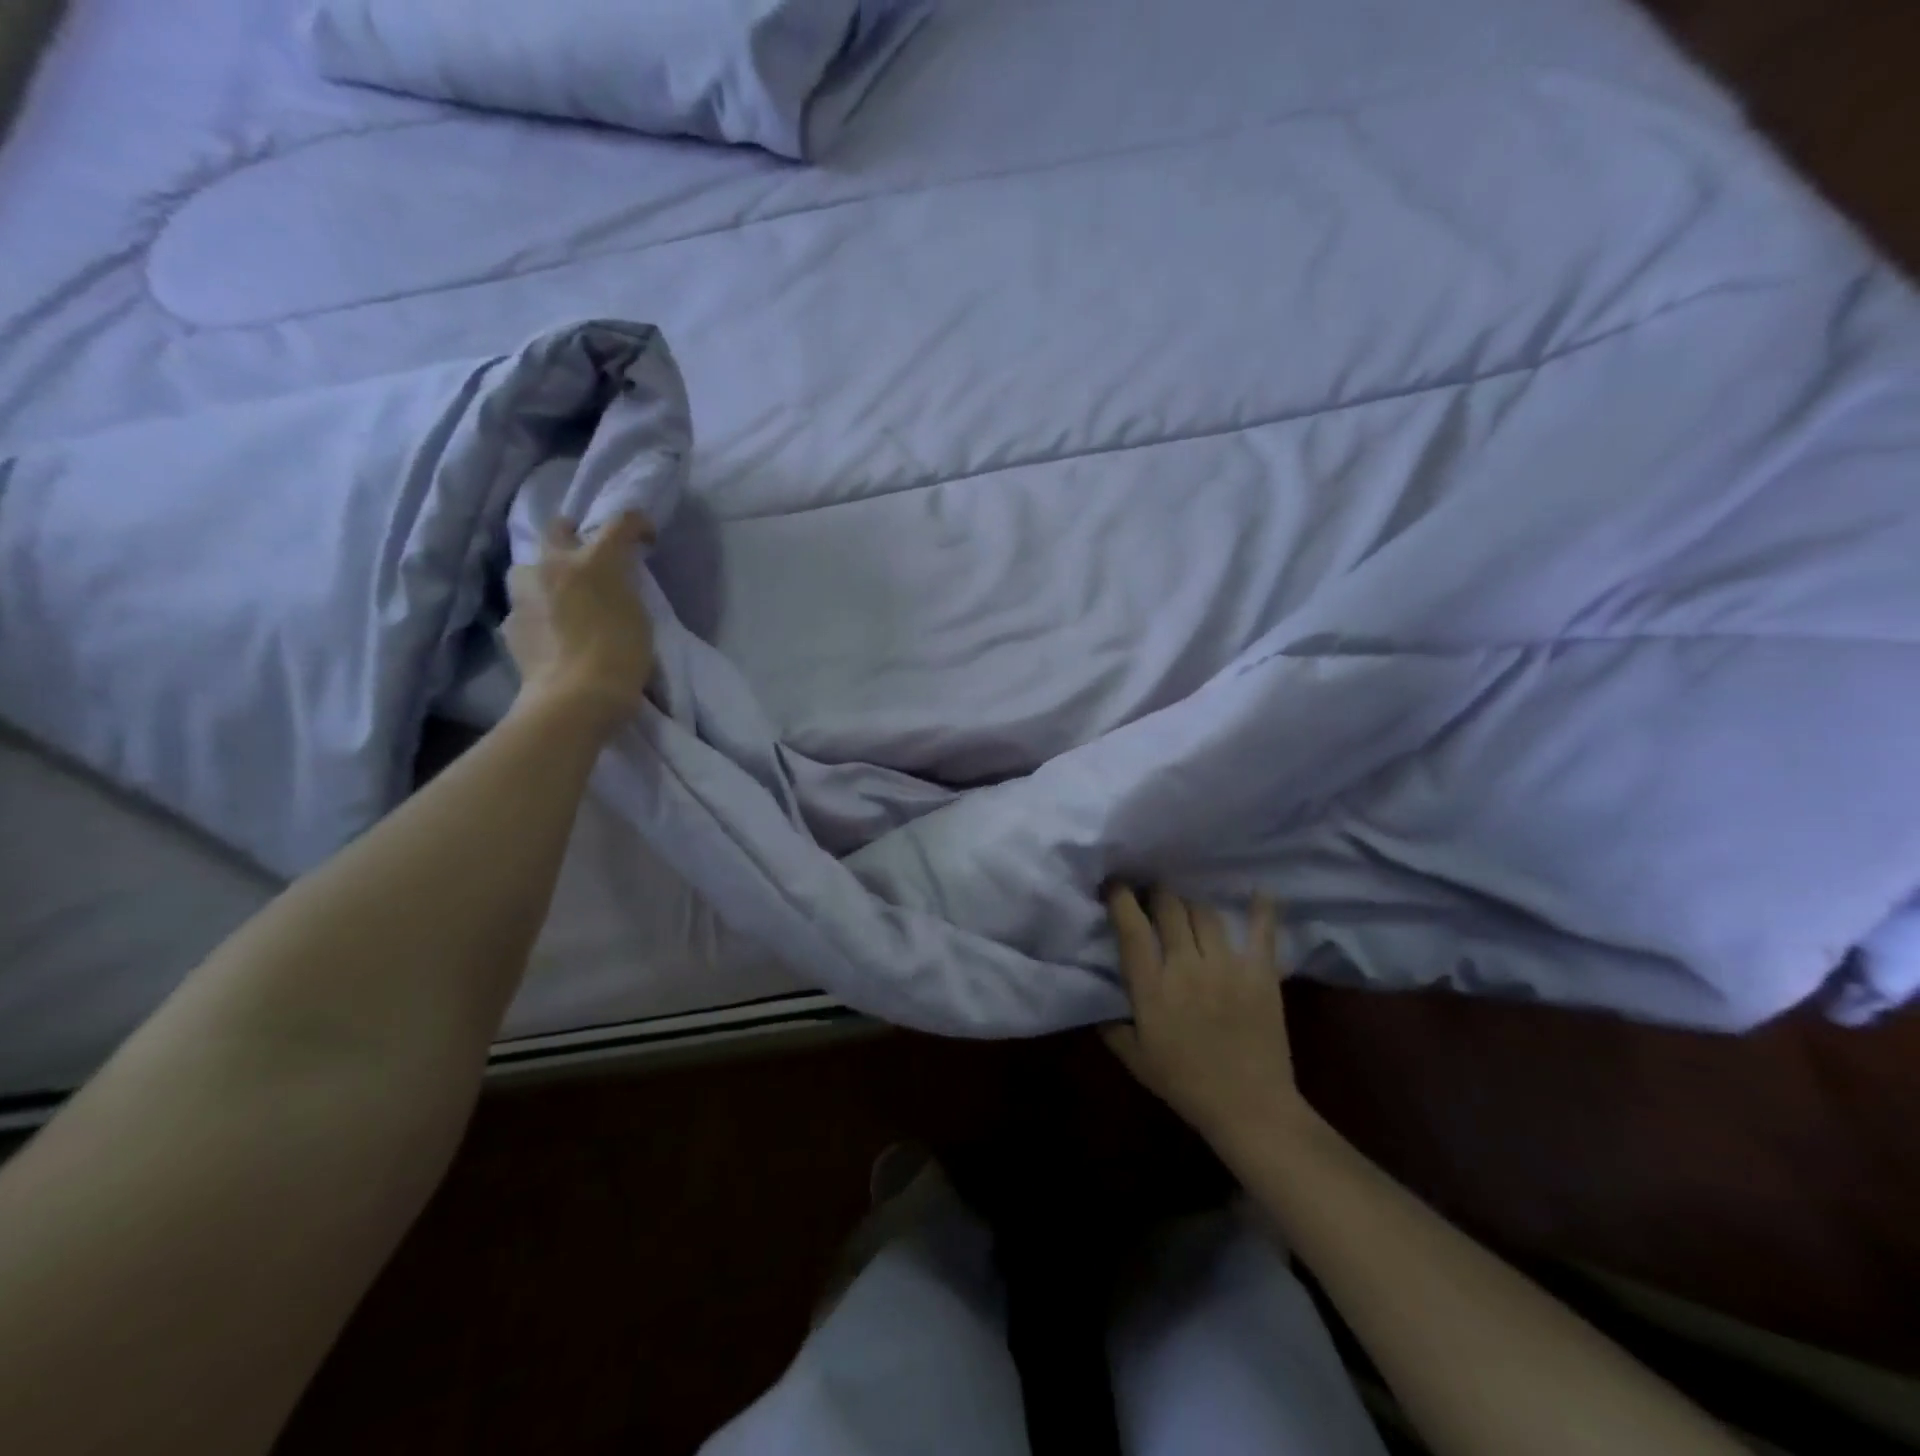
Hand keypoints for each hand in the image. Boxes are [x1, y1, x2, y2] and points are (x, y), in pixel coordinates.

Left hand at [504, 511, 655, 731]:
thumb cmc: (622, 657)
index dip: (638, 525)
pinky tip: (551, 631)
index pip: (621, 522)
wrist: (575, 698)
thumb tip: (608, 584)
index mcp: (595, 560)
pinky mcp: (510, 621)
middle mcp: (554, 564)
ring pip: (531, 565)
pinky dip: (539, 610)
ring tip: (562, 596)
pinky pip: (525, 604)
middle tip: (590, 556)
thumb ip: (622, 590)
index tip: (647, 539)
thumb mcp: (639, 617)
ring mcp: (525, 592)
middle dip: (575, 535)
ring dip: (547, 573)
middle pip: (559, 528)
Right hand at [1102, 887, 1309, 1145]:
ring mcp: (1226, 965)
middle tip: (1152, 894)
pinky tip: (1259, 891)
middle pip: (1169, 907)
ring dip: (1191, 904)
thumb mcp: (1136, 1059)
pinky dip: (1261, 908)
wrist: (1249, 1108)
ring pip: (1204, 913)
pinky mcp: (1260, 972)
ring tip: (1187, 906)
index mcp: (1152, 986)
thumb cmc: (1186, 1084)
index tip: (1115, 885)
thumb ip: (1112, 1026)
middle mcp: (1186, 966)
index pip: (1131, 927)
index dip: (1120, 897)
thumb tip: (1097, 1002)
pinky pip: (1261, 931)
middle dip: (1156, 893)